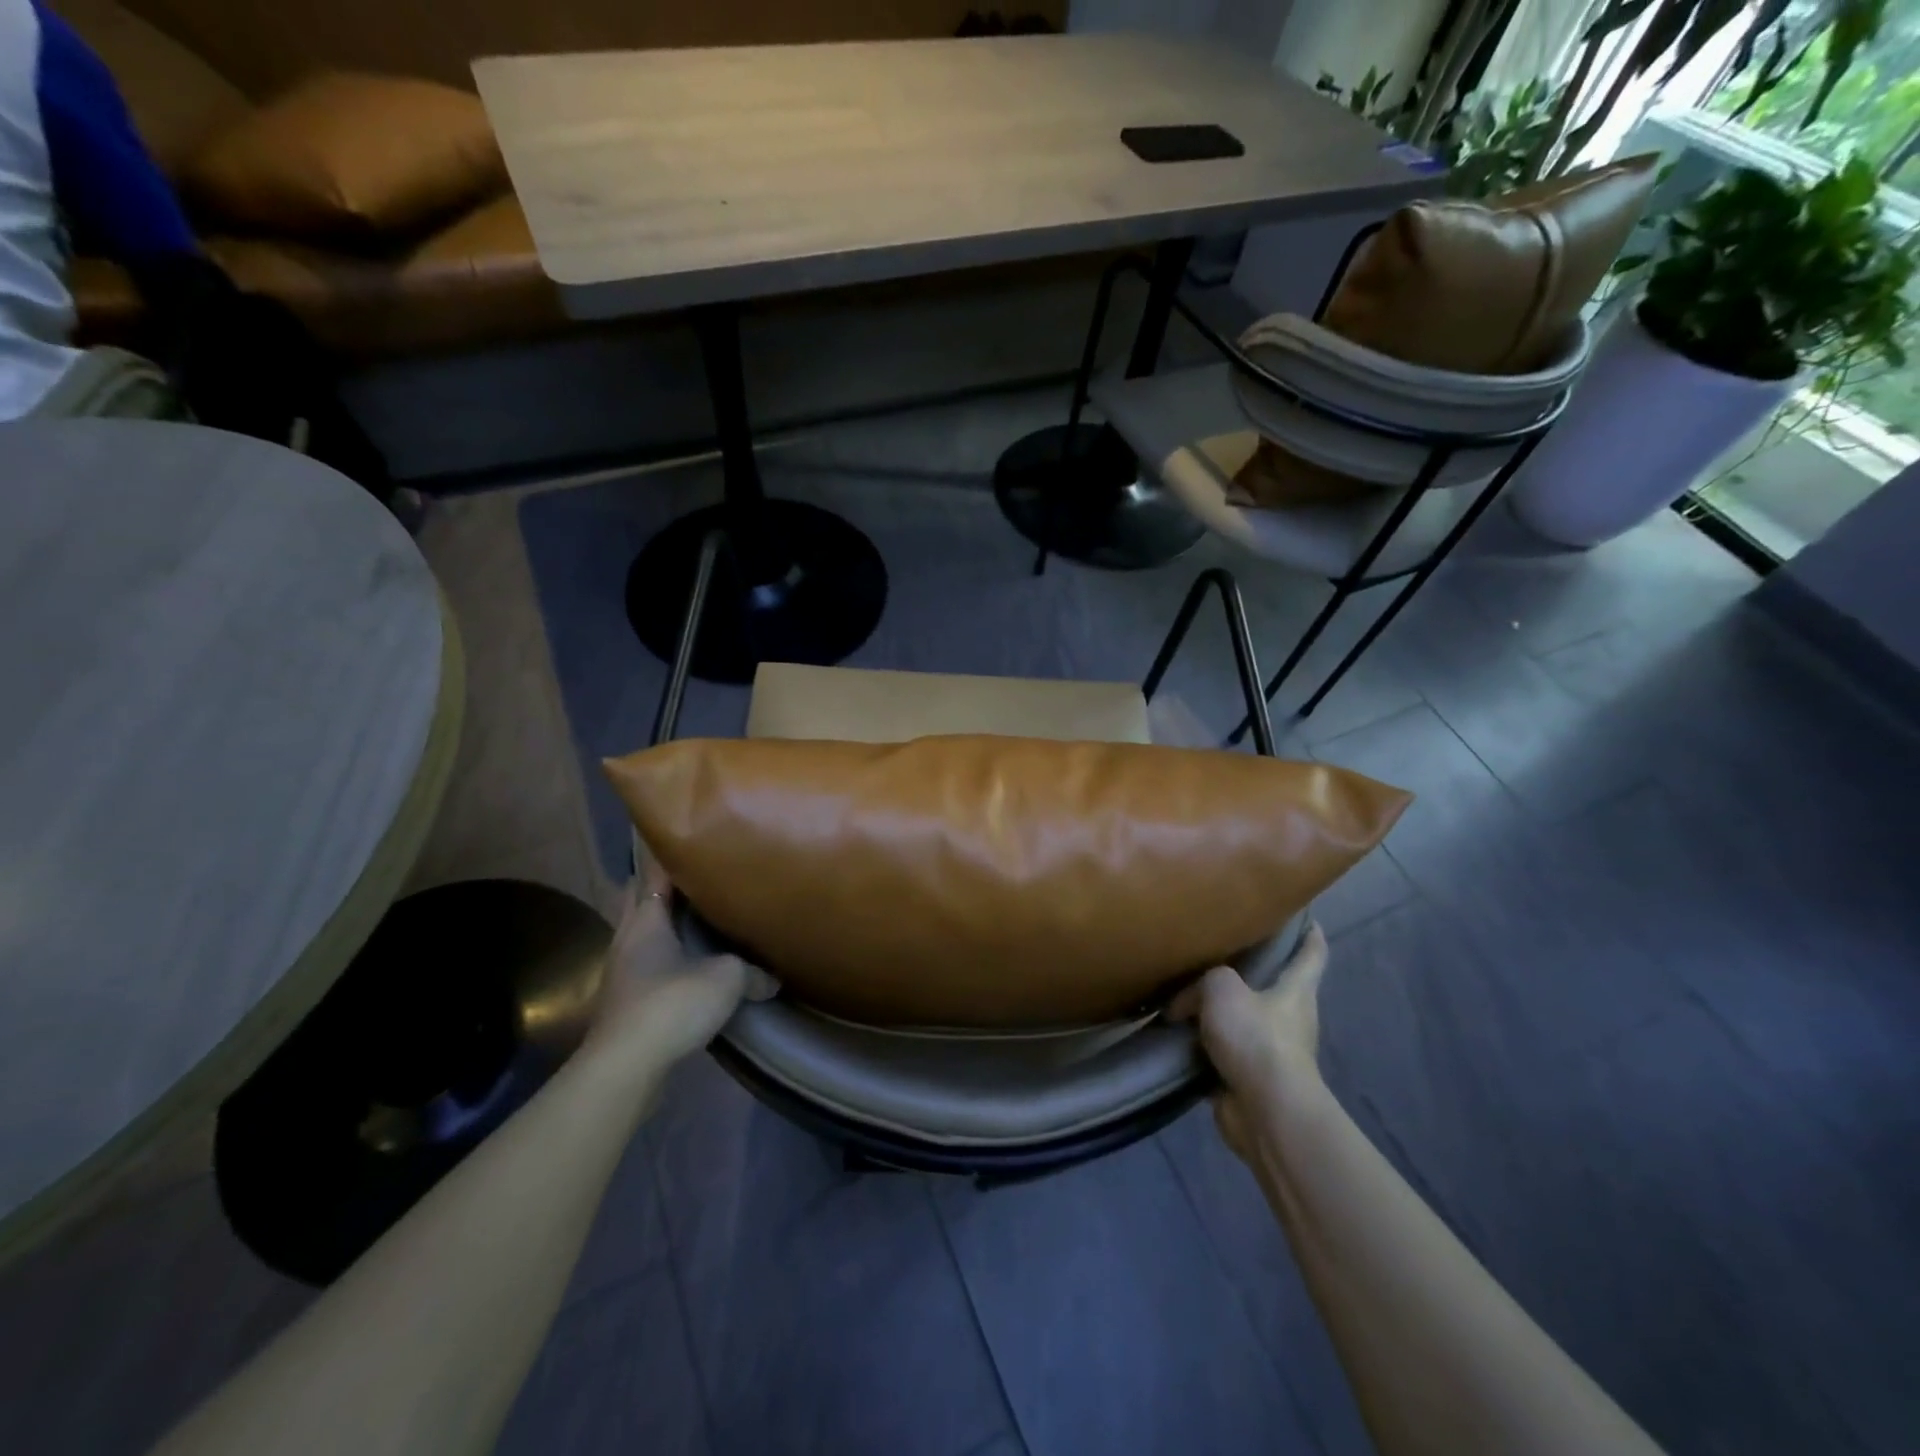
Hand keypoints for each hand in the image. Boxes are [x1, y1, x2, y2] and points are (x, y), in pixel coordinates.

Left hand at [588, 860, 777, 1065]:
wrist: (625, 1066)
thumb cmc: (672, 1003)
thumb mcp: (727, 979)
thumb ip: (752, 971)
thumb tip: (773, 977)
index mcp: (646, 920)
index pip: (653, 875)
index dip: (670, 858)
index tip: (691, 843)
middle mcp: (628, 939)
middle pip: (641, 902)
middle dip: (664, 890)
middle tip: (697, 878)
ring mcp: (622, 972)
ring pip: (643, 935)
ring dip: (665, 927)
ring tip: (698, 920)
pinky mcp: (625, 1002)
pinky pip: (648, 966)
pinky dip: (666, 958)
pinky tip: (689, 966)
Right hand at [1170, 923, 1328, 1164]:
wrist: (1265, 1110)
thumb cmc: (1256, 1037)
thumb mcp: (1222, 987)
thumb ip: (1203, 981)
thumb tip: (1183, 1003)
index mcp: (1296, 990)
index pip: (1312, 954)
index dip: (1309, 934)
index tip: (1303, 916)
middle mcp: (1289, 1017)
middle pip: (1271, 985)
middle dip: (1246, 971)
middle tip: (1214, 951)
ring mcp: (1270, 1050)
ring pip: (1242, 1019)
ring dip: (1217, 1011)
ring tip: (1180, 993)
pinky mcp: (1248, 1078)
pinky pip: (1220, 1051)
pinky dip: (1201, 1044)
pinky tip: (1174, 1033)